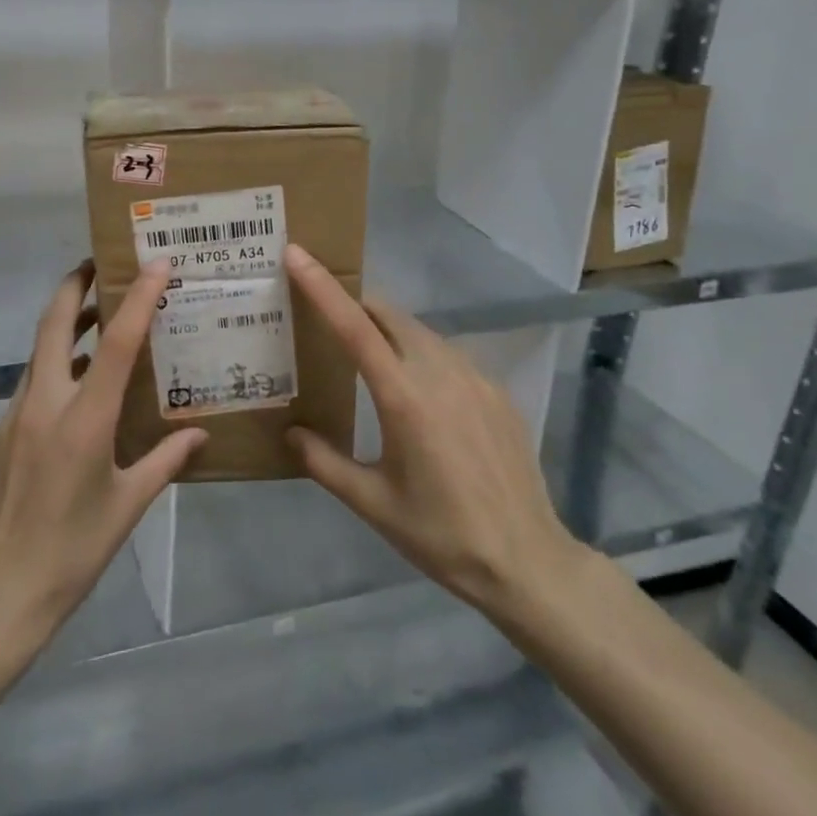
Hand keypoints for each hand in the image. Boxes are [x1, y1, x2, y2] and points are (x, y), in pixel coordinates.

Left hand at [0, 259, 206, 637]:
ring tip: (97, 315)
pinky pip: (33, 381)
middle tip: (100, 264)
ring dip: (65, 323)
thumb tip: (200, 434)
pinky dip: (56, 363)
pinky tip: (79, 384)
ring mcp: (16, 415)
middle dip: (74, 284)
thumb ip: (165, 462)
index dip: (137, 299)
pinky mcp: (2, 431)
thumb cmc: (72, 550)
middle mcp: (45, 403)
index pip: (114, 343)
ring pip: (40, 350)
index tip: (156, 264)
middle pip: (53, 323)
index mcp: (83, 420)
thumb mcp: (127, 506)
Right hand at [283, 244, 583, 637]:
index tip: (296, 254)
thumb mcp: (372, 503)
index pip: (354, 326)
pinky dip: (420, 354)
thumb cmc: (440, 534)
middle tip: (324, 319)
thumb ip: (324, 462)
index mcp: (404, 397)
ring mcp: (475, 378)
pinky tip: (417, 393)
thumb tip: (290, 432)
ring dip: (388, 330)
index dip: (322, 287)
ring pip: (420, 331)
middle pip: (388, 315)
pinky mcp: (496, 391)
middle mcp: (440, 372)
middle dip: (355, 305)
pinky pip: (447, 354)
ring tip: (366, 358)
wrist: (526, 561)